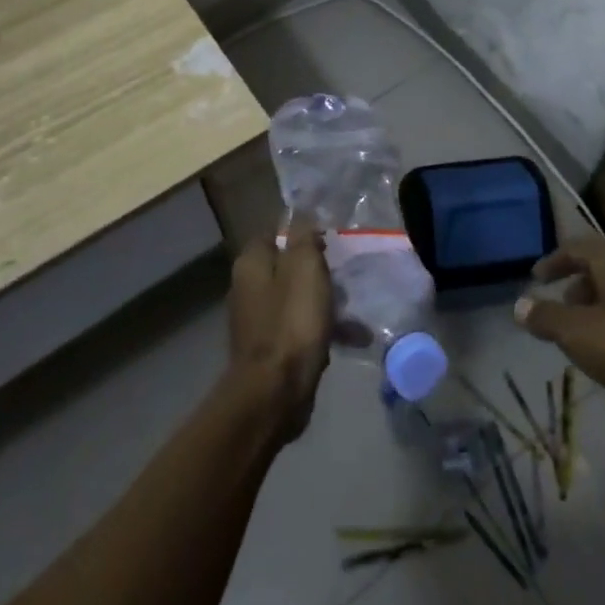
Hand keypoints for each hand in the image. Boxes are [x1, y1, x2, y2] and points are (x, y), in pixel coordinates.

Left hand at [225, 218, 332, 442]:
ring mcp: (259, 320)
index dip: (302, 232)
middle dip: (319, 269)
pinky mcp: (272, 348)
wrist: (276, 391)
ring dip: (326, 301)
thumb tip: (301, 212)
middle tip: (346, 273)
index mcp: (251, 263)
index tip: (330, 240)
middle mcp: (248, 287)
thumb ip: (303, 235)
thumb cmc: (292, 320)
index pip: (275, 232)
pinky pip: (302, 328)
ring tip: (355, 308)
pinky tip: (353, 338)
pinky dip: (324, 329)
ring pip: (298, 297)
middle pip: (288, 265)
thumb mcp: (304, 266)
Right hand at [514, 238, 604, 428]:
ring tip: (582, 332)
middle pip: (599, 266)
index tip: (535, 278)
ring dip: (597, 304)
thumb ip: (546, 316)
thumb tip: (520, 305)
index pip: (574, 248)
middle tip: (559, 307)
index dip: (552, 262)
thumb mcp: (577, 332)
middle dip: (576, 284)